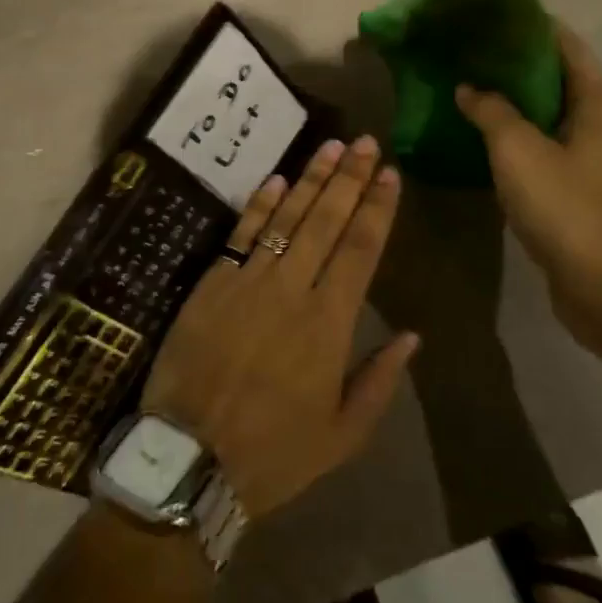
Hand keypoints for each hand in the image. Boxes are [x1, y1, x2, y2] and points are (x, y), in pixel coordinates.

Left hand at [142, 136, 419, 520]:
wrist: (190, 460)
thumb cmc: (273, 453)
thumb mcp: (342, 435)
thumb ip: (380, 381)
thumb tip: (412, 335)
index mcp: (329, 325)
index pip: (360, 250)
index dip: (377, 209)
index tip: (390, 174)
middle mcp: (292, 290)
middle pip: (327, 222)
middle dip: (350, 178)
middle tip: (365, 142)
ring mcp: (249, 280)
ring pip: (287, 218)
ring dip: (311, 179)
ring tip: (332, 146)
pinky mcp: (213, 281)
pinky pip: (242, 233)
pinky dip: (260, 204)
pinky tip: (278, 179)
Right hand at [454, 24, 601, 357]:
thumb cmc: (566, 207)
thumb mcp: (517, 149)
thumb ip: (491, 110)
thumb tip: (469, 87)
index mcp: (596, 101)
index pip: (564, 43)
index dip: (528, 24)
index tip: (486, 14)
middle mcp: (599, 121)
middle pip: (553, 74)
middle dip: (511, 59)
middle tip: (464, 48)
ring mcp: (589, 155)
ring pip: (544, 110)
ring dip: (509, 97)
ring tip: (463, 82)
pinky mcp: (575, 184)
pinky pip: (540, 141)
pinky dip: (511, 130)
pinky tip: (476, 131)